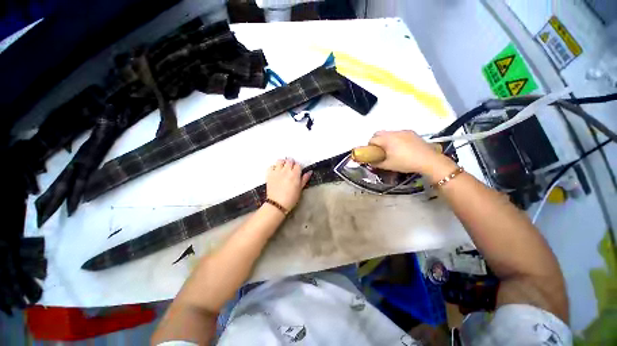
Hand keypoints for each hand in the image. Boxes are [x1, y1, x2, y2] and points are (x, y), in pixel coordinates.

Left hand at [266, 158, 312, 210]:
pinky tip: (276, 172)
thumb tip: (310, 172)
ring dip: (282, 163)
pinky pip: (271, 166)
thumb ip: (304, 179)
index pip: (298, 165)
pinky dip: (274, 167)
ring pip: (280, 161)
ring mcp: (277, 171)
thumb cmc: (291, 198)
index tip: (298, 171)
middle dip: (291, 163)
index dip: (298, 167)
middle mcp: (286, 170)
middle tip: (291, 169)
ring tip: (283, 168)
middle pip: (289, 160)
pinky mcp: (269, 174)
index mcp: (295, 174)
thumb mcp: (300, 189)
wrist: (277, 204)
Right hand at [368, 130, 455, 177]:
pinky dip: (396, 139)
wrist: (429, 160)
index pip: (372, 139)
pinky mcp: (412, 133)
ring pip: (389, 133)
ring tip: (392, 150)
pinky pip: (399, 133)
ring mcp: (404, 131)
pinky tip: (402, 148)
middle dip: (377, 141)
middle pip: (379, 133)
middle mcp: (394, 132)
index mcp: (387, 139)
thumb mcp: (388, 166)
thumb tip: (370, 162)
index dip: (370, 147)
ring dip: (386, 139)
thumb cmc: (405, 163)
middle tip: (380, 151)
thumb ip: (376, 163)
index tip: (373, 154)